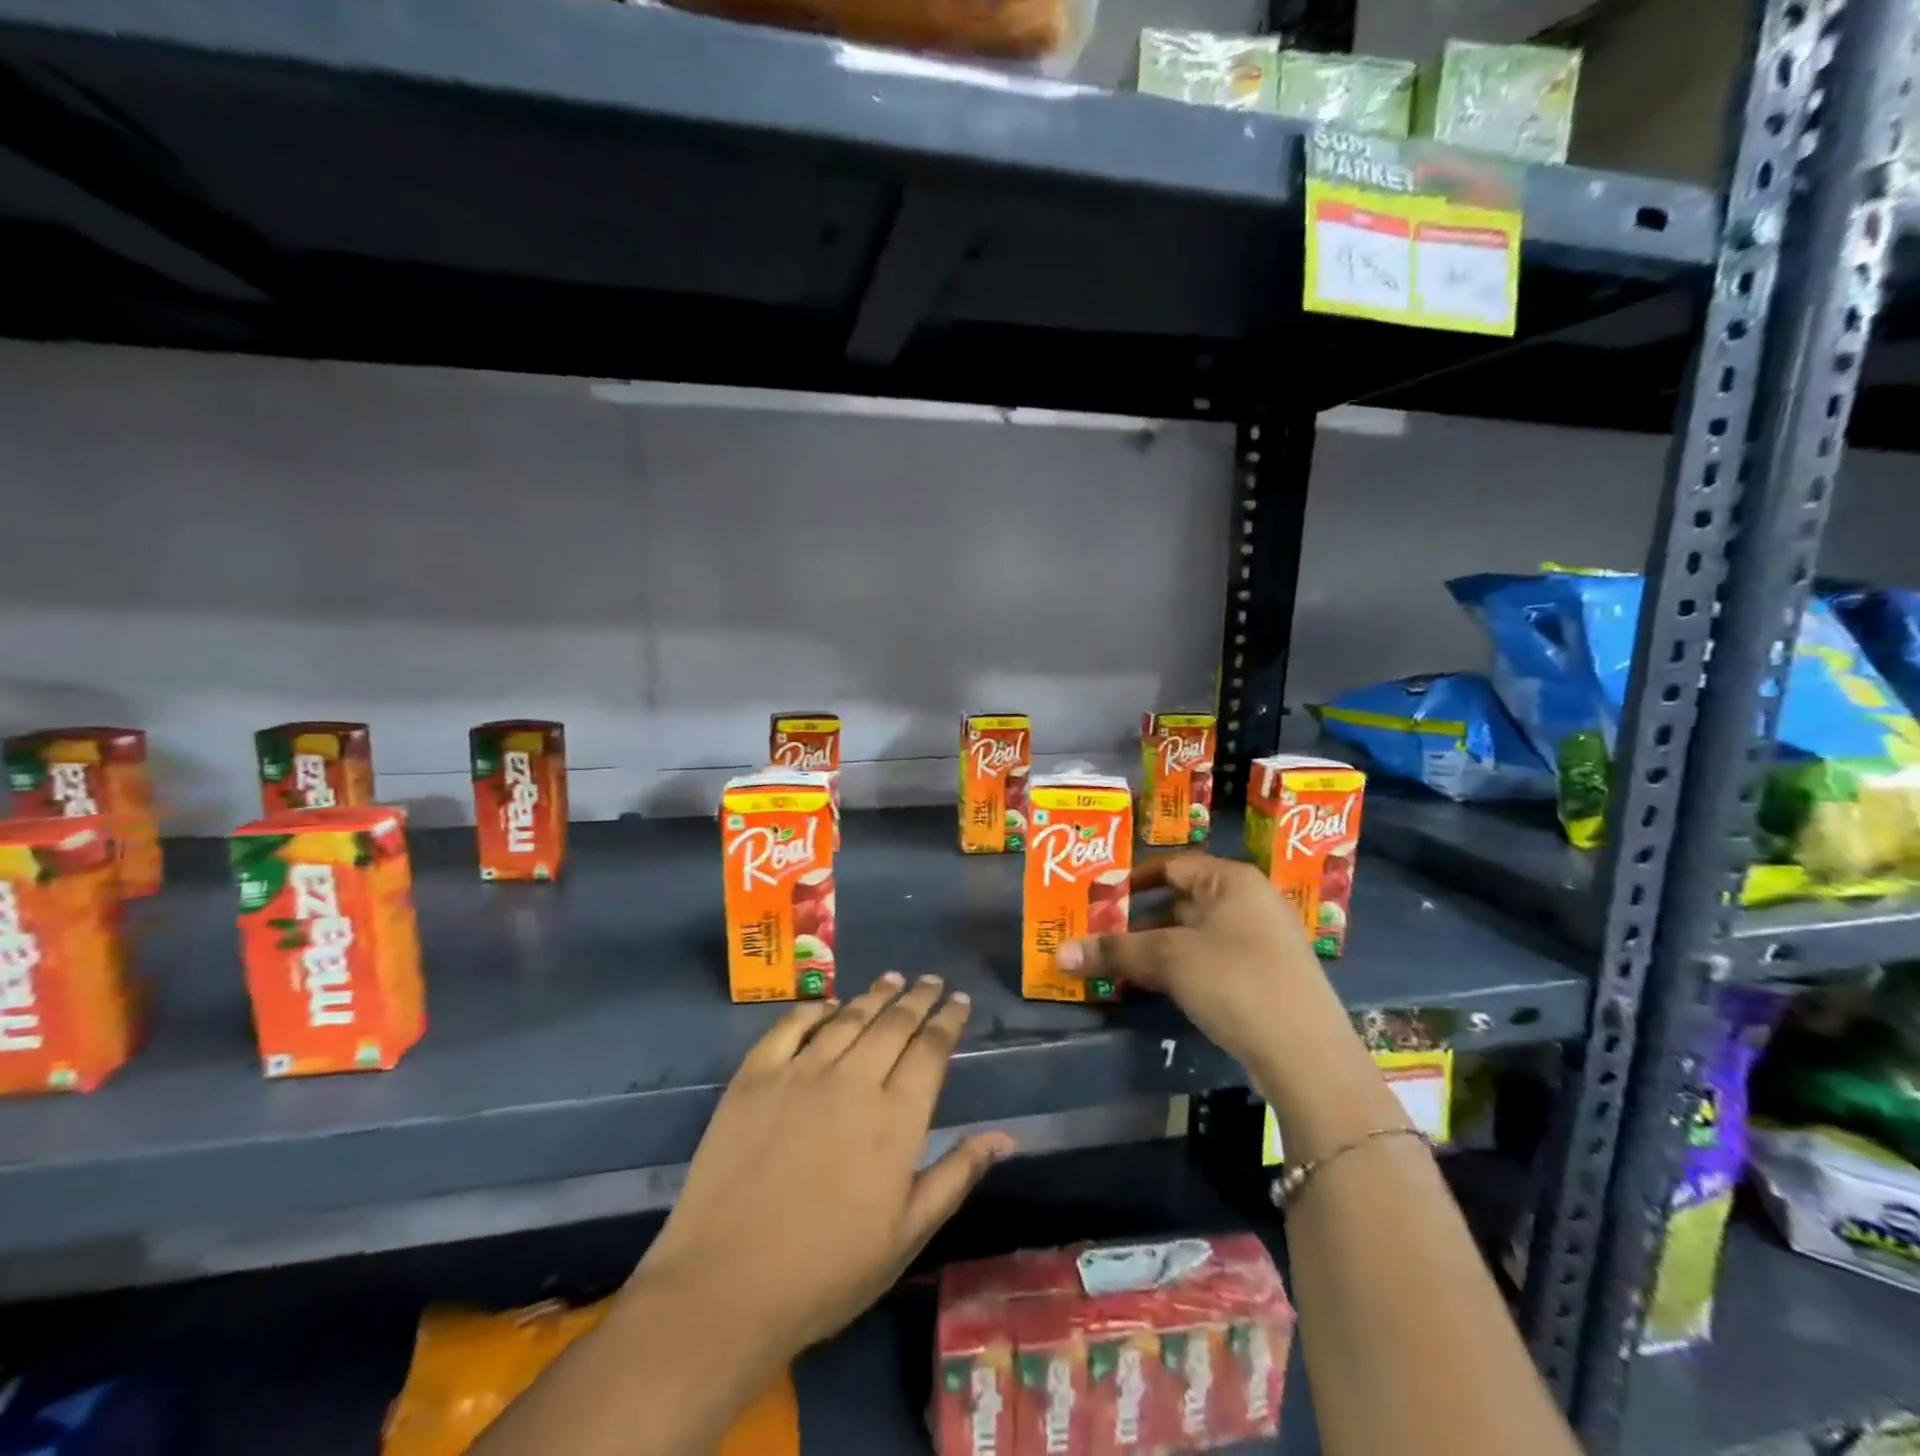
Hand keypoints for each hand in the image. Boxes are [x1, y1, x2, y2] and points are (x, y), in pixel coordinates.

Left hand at [632, 973, 1013, 1354]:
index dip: (949, 1020)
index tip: (960, 1000)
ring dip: (874, 995)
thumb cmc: (827, 1272)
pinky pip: (790, 1026)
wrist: (725, 1287)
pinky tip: (827, 1003)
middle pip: (894, 1023)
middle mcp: (853, 1080)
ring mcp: (801, 1072)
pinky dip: (813, 1009)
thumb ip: (956, 1175)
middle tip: (931, 980)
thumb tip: (1005, 1136)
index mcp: (896, 1118)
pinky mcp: (756, 1076)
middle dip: (918, 998)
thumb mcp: (906, 1236)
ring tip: (892, 978)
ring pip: (848, 1017)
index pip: (932, 1050)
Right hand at [1054, 853, 1347, 1068]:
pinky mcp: (1263, 977)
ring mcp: (1260, 941)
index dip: (1131, 881)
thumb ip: (1114, 951)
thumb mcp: (1168, 960)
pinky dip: (1179, 969)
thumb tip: (1058, 954)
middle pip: (1180, 902)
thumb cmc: (1234, 980)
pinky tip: (1154, 988)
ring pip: (1193, 935)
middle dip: (1137, 922)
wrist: (1307, 1054)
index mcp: (1231, 880)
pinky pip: (1209, 960)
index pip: (1171, 866)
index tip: (1097, 900)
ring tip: (1116, 966)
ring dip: (1154, 950)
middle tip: (1097, 937)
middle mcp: (1249, 901)